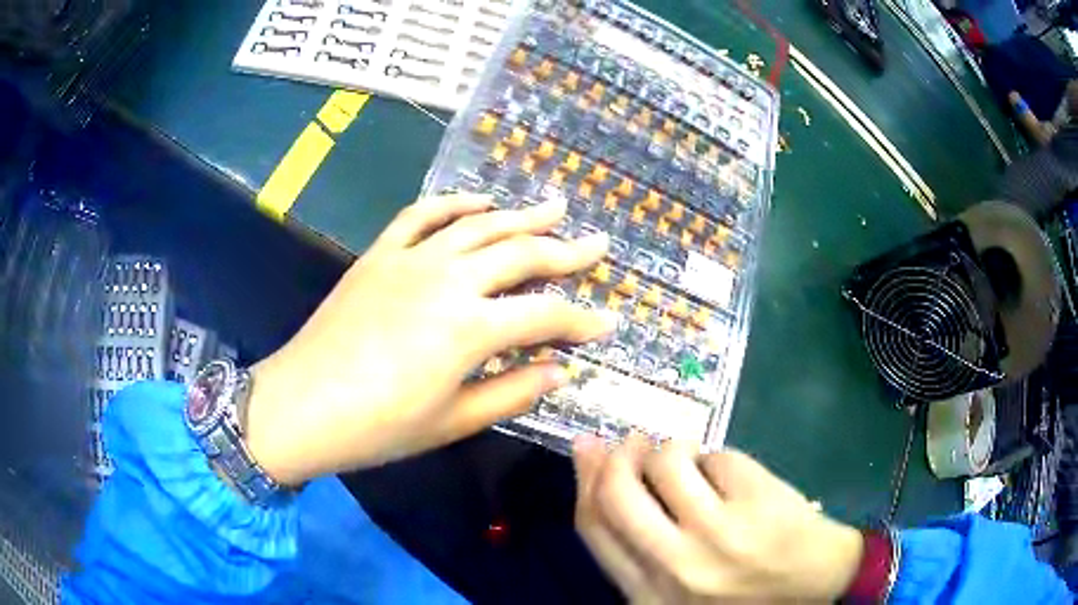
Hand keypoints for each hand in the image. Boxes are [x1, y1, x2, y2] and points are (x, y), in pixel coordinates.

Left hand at [244, 194, 615, 484]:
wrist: (299, 406)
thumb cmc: (378, 427)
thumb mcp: (452, 422)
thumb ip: (512, 391)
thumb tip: (561, 371)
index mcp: (470, 328)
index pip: (545, 317)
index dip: (582, 321)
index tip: (609, 321)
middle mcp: (448, 280)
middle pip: (520, 255)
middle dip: (566, 251)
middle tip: (597, 244)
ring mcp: (411, 260)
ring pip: (479, 225)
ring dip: (521, 215)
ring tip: (554, 206)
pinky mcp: (380, 254)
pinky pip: (422, 215)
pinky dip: (454, 203)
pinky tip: (478, 202)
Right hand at [573, 436, 863, 602]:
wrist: (815, 584)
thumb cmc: (741, 586)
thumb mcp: (676, 583)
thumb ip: (638, 541)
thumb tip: (597, 465)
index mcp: (648, 594)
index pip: (594, 525)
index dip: (585, 478)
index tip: (588, 448)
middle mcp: (676, 567)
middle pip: (618, 490)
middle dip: (618, 454)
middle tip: (632, 441)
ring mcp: (718, 534)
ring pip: (667, 459)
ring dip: (672, 448)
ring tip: (690, 460)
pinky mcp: (756, 501)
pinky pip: (717, 455)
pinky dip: (716, 457)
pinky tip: (732, 476)